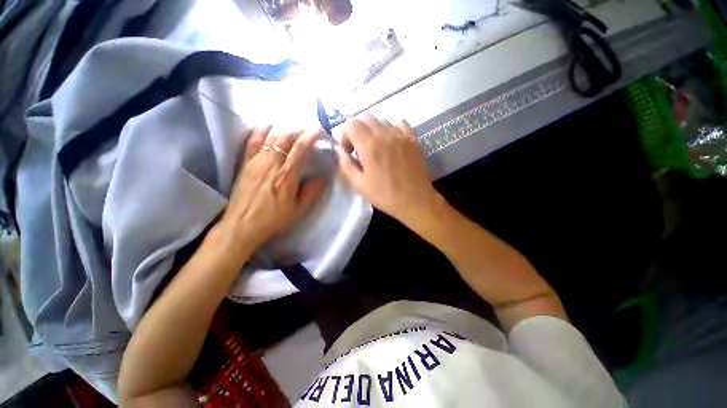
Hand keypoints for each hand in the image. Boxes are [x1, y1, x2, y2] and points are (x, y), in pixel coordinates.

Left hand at [220, 126, 323, 249]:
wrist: (242, 225)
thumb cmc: (273, 218)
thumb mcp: (299, 209)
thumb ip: (312, 192)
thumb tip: (322, 177)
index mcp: (287, 175)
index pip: (301, 148)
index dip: (311, 136)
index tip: (320, 131)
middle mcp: (272, 163)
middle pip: (286, 138)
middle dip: (300, 130)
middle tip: (310, 129)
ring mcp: (257, 161)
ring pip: (272, 137)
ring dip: (285, 129)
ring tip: (295, 128)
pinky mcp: (246, 163)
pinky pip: (253, 141)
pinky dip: (262, 130)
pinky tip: (269, 124)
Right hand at [336, 114, 440, 225]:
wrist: (415, 200)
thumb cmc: (385, 195)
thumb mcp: (359, 184)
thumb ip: (346, 164)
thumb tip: (339, 150)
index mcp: (369, 146)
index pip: (351, 124)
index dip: (345, 135)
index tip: (349, 151)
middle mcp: (385, 134)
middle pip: (366, 118)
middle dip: (358, 130)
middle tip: (360, 148)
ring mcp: (401, 135)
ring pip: (382, 120)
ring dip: (374, 130)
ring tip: (377, 147)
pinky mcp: (414, 139)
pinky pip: (400, 123)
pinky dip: (392, 129)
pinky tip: (393, 143)